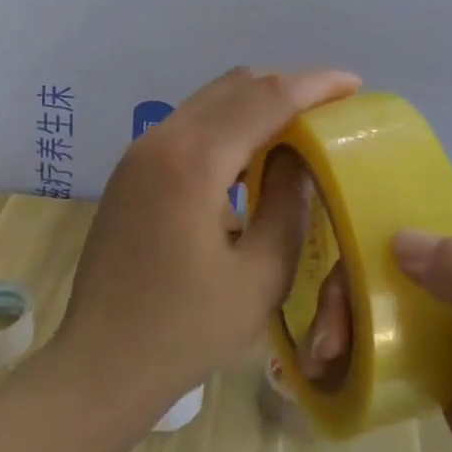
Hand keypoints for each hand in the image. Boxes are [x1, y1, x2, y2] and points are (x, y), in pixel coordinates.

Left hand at [52, 66, 359, 425]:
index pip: (266, 98)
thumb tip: (301, 156)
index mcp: (194, 161)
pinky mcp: (132, 169)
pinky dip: (229, 122)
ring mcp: (140, 151)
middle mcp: (163, 139)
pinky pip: (190, 123)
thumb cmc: (185, 330)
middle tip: (331, 107)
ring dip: (257, 102)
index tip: (354, 84)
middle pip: (236, 86)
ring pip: (211, 99)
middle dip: (289, 86)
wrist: (98, 367)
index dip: (315, 85)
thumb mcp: (260, 275)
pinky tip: (253, 153)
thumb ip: (289, 204)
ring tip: (300, 126)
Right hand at [301, 182, 451, 451]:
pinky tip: (329, 368)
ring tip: (323, 353)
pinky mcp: (441, 376)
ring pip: (393, 295)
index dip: (406, 186)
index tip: (347, 191)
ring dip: (351, 312)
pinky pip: (392, 344)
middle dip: (360, 270)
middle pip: (409, 250)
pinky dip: (358, 348)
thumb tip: (399, 237)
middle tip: (331, 315)